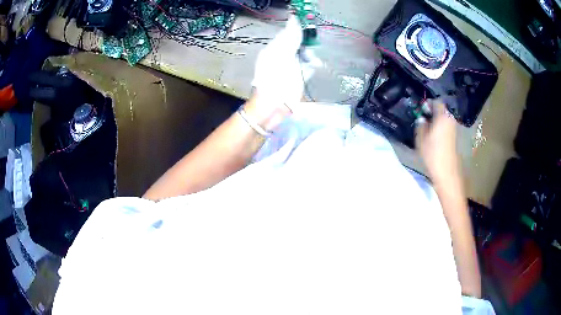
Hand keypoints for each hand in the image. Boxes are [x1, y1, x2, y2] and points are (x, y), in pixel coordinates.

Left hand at [250, 15, 320, 129]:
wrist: (273, 108)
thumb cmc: (277, 81)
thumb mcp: (283, 55)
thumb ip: (290, 38)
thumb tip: (294, 19)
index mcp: (274, 49)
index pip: (288, 33)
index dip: (299, 30)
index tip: (310, 30)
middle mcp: (280, 57)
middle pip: (297, 44)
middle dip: (306, 46)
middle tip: (310, 51)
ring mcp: (288, 68)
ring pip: (303, 55)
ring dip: (310, 56)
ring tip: (313, 62)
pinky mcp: (295, 79)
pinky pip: (305, 67)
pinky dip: (310, 67)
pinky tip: (313, 68)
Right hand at [415, 100, 459, 183]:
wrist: (446, 171)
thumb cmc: (433, 153)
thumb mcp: (421, 139)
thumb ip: (420, 125)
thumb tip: (421, 118)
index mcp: (442, 116)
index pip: (437, 102)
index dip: (429, 103)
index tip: (422, 108)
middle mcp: (450, 120)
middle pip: (442, 110)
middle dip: (433, 111)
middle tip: (424, 117)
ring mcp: (453, 129)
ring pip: (444, 118)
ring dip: (437, 120)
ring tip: (428, 126)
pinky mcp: (454, 137)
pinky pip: (446, 126)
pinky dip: (440, 127)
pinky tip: (434, 134)